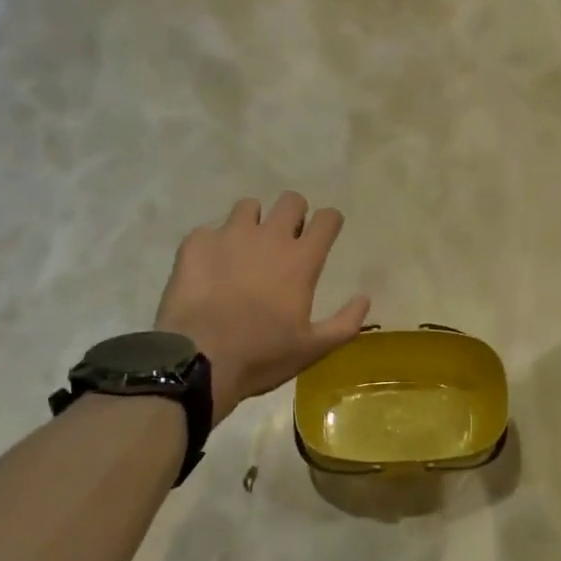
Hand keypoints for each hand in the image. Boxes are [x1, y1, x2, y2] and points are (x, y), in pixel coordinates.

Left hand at [155, 193, 369, 422]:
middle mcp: (269, 237)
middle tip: (286, 239)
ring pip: (248, 206)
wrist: (198, 360)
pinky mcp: (196, 243)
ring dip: (252, 223)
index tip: (324, 233)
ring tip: (244, 249)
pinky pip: (209, 231)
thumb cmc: (262, 355)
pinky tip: (208, 269)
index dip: (329, 222)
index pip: (327, 218)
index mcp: (301, 259)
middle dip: (293, 214)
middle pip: (291, 200)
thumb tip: (364, 298)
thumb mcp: (313, 349)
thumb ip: (345, 322)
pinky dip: (213, 245)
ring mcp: (230, 235)